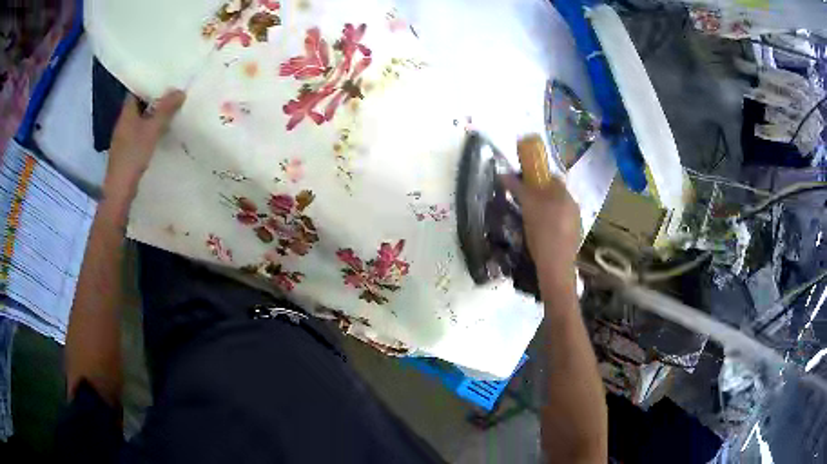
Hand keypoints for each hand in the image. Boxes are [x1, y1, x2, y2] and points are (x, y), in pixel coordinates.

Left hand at [104, 90, 185, 203]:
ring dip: (152, 116)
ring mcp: (123, 139)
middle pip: (138, 106)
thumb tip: (180, 90)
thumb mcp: (152, 130)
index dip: (148, 84)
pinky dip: (149, 131)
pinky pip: (139, 134)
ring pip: (139, 121)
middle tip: (172, 94)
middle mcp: (123, 123)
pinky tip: (159, 134)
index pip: (136, 91)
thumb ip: (165, 110)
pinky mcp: (126, 153)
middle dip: (153, 100)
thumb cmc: (133, 156)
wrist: (119, 190)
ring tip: (169, 112)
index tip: (164, 80)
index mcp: (126, 113)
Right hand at [502, 174, 580, 279]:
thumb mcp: (527, 206)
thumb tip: (503, 174)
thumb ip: (517, 187)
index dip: (535, 178)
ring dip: (544, 210)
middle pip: (554, 193)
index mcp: (565, 194)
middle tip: (522, 202)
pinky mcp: (573, 237)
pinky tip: (539, 234)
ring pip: (557, 209)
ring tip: (528, 219)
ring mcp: (575, 222)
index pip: (551, 177)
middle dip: (539, 195)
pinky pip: (559, 223)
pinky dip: (549, 224)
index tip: (521, 184)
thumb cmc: (542, 231)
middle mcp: (573, 205)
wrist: (555, 265)